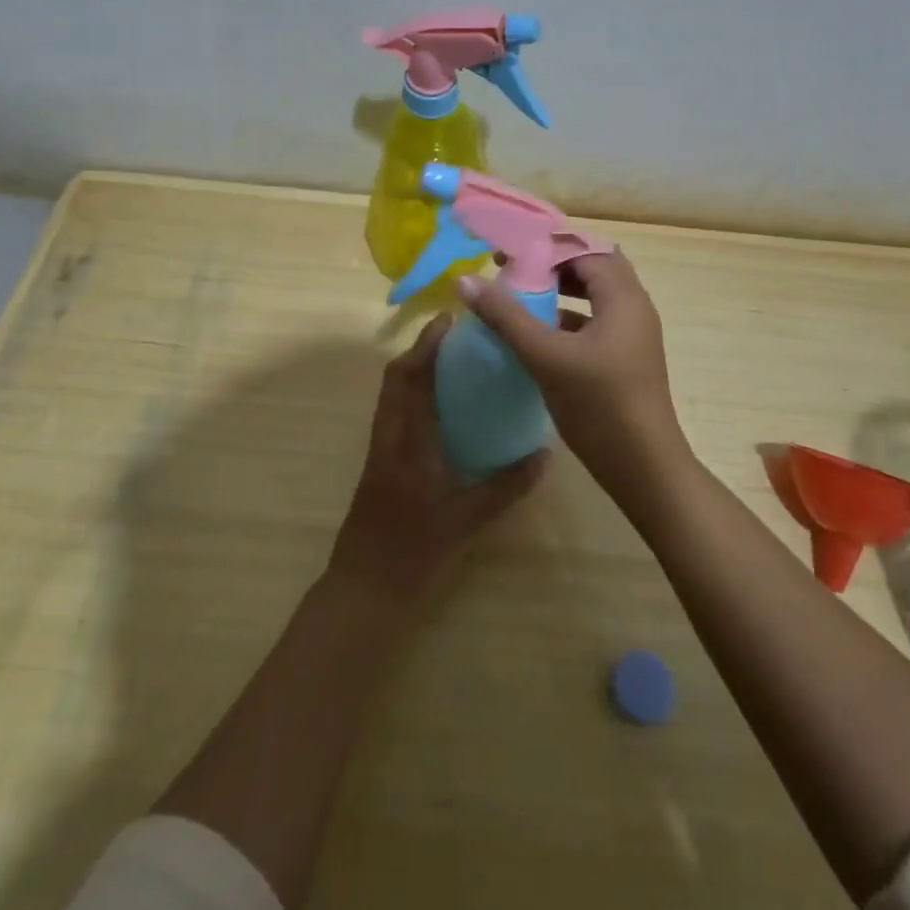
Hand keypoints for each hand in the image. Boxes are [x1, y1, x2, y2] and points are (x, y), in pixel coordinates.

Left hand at [328, 315, 546, 604]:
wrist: (366, 588)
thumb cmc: (414, 553)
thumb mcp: (468, 520)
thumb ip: (507, 486)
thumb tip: (544, 455)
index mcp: (406, 443)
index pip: (412, 380)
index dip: (427, 346)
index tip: (449, 321)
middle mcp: (387, 437)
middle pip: (395, 379)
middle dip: (419, 351)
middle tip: (453, 337)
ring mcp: (379, 451)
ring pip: (391, 396)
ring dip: (414, 371)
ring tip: (450, 363)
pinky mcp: (378, 464)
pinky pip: (393, 415)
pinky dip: (412, 397)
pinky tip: (440, 409)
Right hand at [457, 251, 692, 503]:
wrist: (644, 468)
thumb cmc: (599, 405)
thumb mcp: (546, 357)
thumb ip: (506, 316)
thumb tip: (465, 281)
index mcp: (623, 298)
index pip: (583, 250)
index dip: (543, 247)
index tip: (505, 255)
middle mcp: (634, 308)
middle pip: (593, 267)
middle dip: (552, 264)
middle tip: (513, 271)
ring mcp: (633, 335)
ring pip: (595, 296)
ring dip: (561, 290)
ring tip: (520, 297)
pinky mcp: (626, 358)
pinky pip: (596, 321)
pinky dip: (568, 317)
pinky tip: (538, 335)